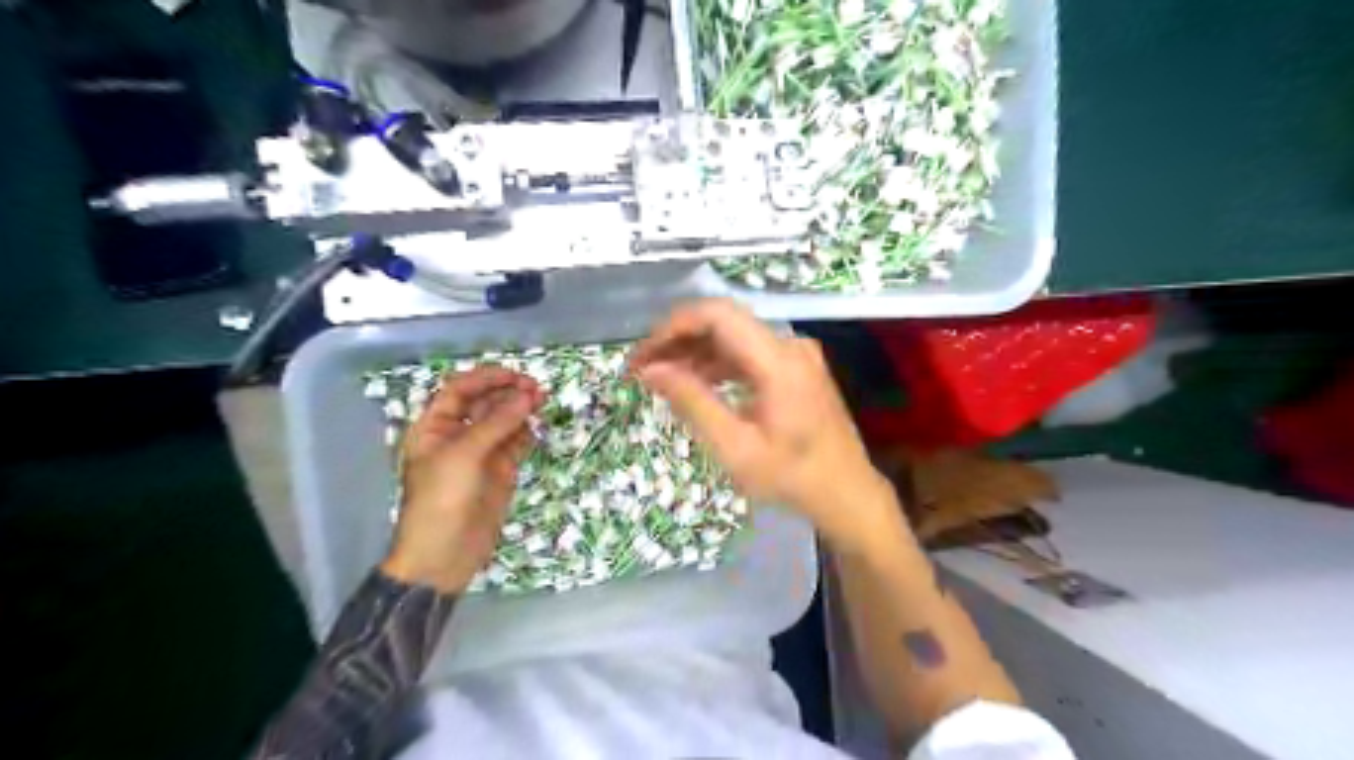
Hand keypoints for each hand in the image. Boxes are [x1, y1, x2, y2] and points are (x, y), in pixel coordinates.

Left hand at [376, 364, 543, 593]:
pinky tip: (537, 426)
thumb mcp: (463, 456)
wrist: (444, 555)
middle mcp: (457, 436)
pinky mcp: (501, 472)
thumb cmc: (441, 500)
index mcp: (434, 427)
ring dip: (521, 410)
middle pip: (485, 403)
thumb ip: (496, 423)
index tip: (515, 375)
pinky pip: (516, 444)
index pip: (460, 391)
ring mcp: (481, 454)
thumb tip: (527, 396)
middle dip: (508, 393)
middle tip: (535, 389)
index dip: (486, 378)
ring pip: (504, 422)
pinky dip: (527, 433)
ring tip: (542, 401)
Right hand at [631, 296, 901, 551]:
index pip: (717, 315)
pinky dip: (718, 364)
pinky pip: (749, 353)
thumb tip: (651, 370)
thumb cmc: (792, 478)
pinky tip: (696, 384)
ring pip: (734, 337)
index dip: (673, 327)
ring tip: (661, 377)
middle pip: (724, 322)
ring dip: (695, 352)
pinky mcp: (796, 367)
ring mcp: (796, 354)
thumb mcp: (735, 447)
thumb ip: (692, 403)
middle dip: (678, 339)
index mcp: (778, 360)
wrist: (847, 493)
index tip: (643, 355)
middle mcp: (789, 345)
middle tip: (643, 368)